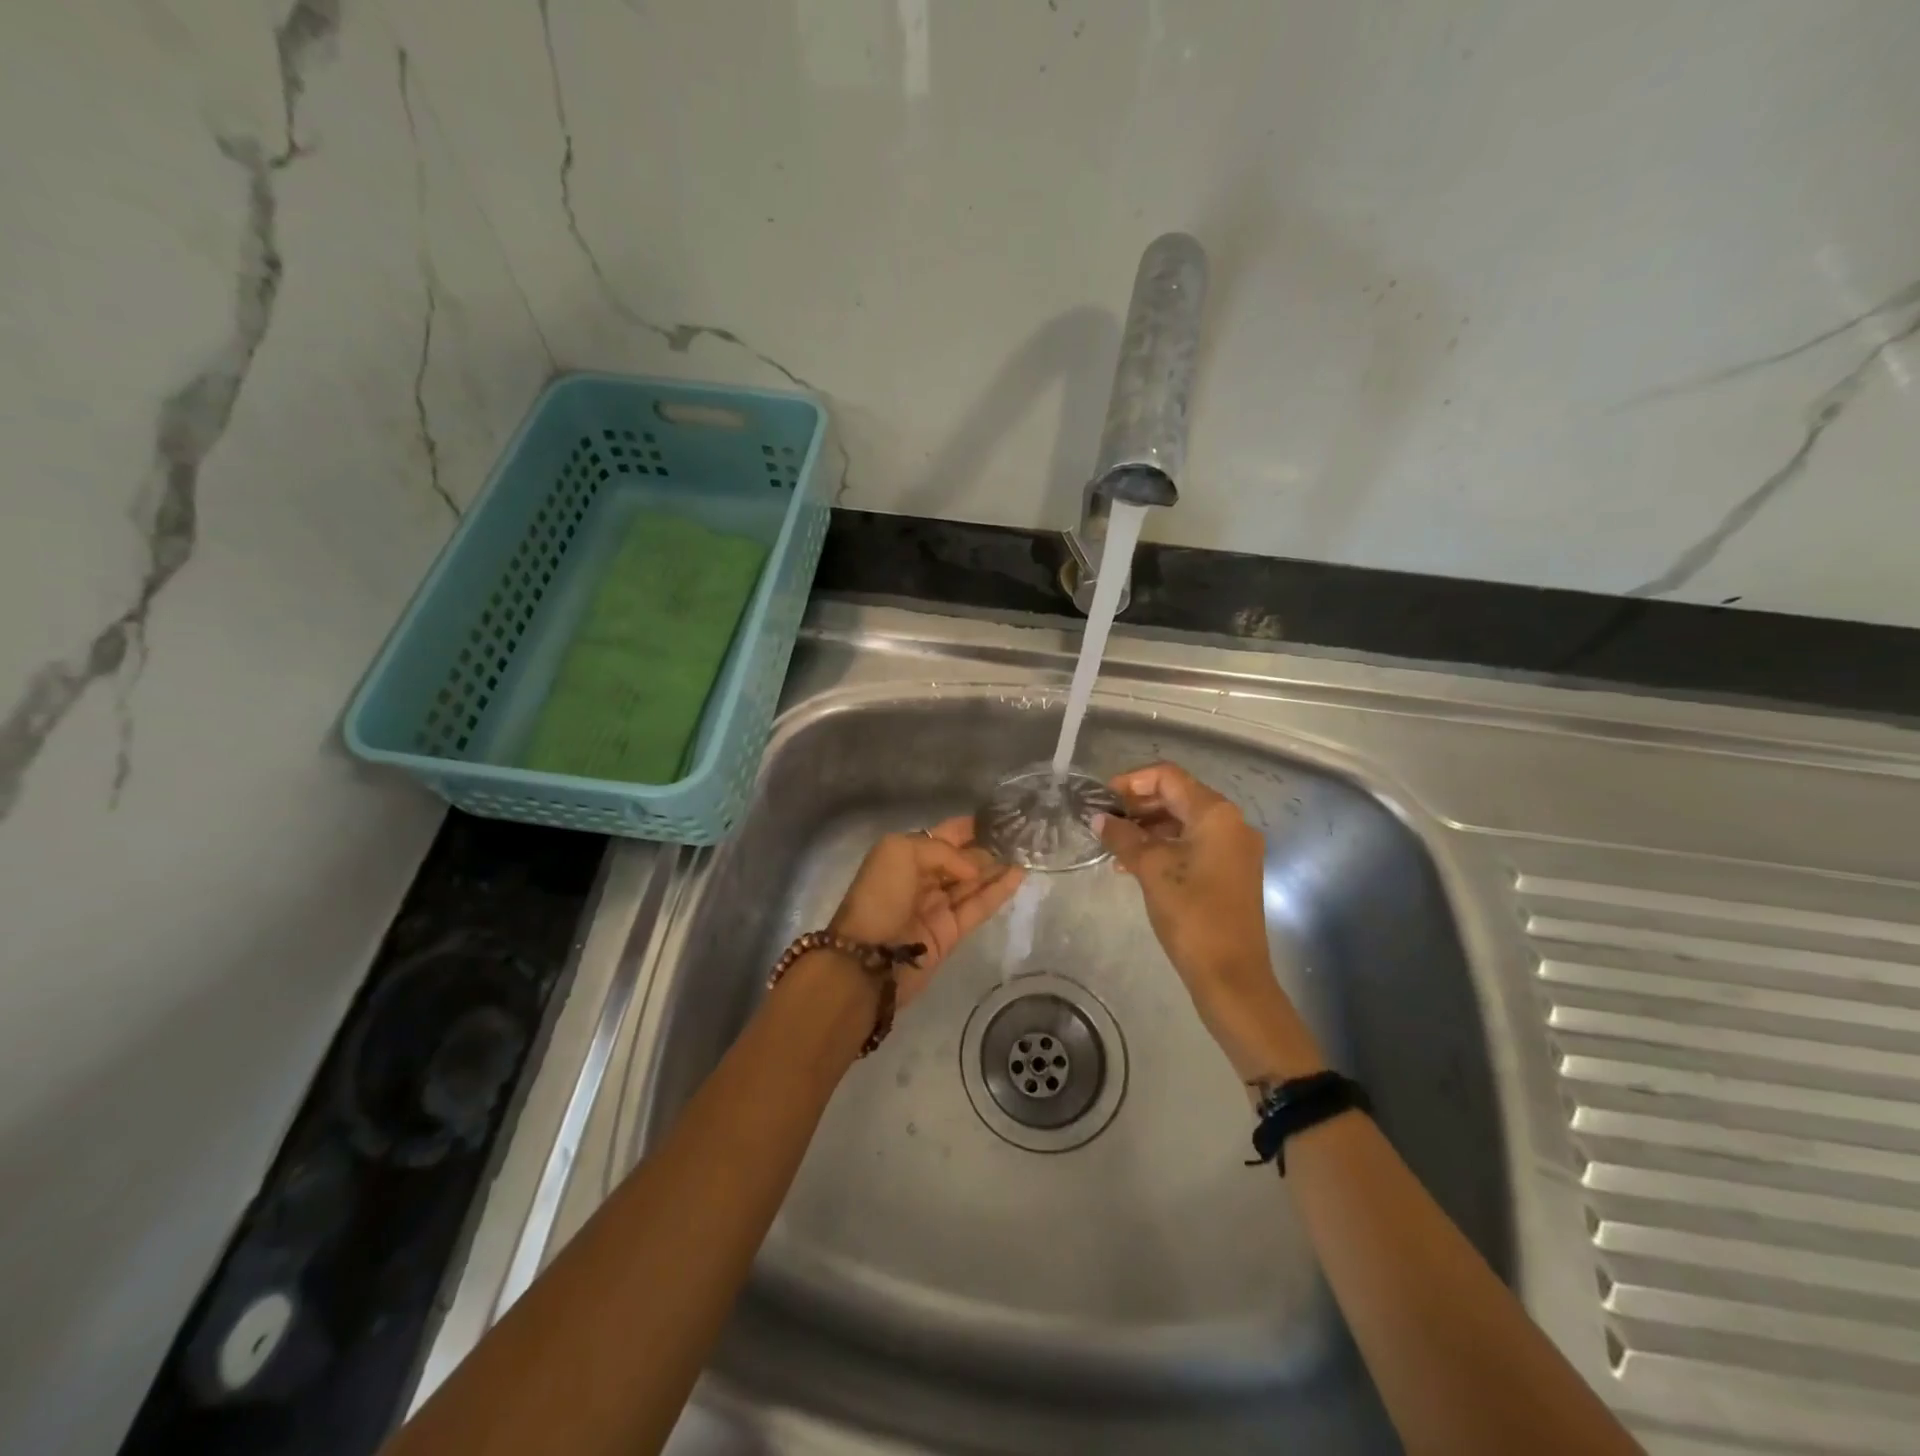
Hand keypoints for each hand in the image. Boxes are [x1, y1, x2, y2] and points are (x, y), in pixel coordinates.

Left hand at [829, 817, 1024, 1009]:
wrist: (867, 959)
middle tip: (1020, 835)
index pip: (942, 836)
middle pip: (961, 859)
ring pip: (973, 882)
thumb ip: (942, 852)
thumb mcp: (901, 852)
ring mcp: (937, 906)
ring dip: (998, 867)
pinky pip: (979, 906)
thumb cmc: (880, 897)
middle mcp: (922, 878)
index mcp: (905, 856)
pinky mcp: (952, 932)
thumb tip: (973, 869)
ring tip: (1027, 852)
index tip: (998, 818)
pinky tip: (1019, 875)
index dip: (967, 827)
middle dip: (987, 846)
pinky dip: (999, 891)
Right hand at [1099, 763, 1323, 1080]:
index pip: (1169, 777)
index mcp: (1216, 814)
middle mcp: (1231, 823)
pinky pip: (1192, 845)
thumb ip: (1123, 837)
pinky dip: (1164, 847)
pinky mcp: (1230, 872)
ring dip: (1148, 828)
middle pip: (1178, 796)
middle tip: (1105, 821)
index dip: (1132, 781)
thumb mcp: (1151, 870)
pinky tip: (1134, 865)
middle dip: (1139, 805)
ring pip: (1184, 822)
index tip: (1102, 798)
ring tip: (1114, 845)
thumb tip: (1098, 818)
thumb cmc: (1191, 914)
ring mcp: (1234, 849)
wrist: (1232, 976)